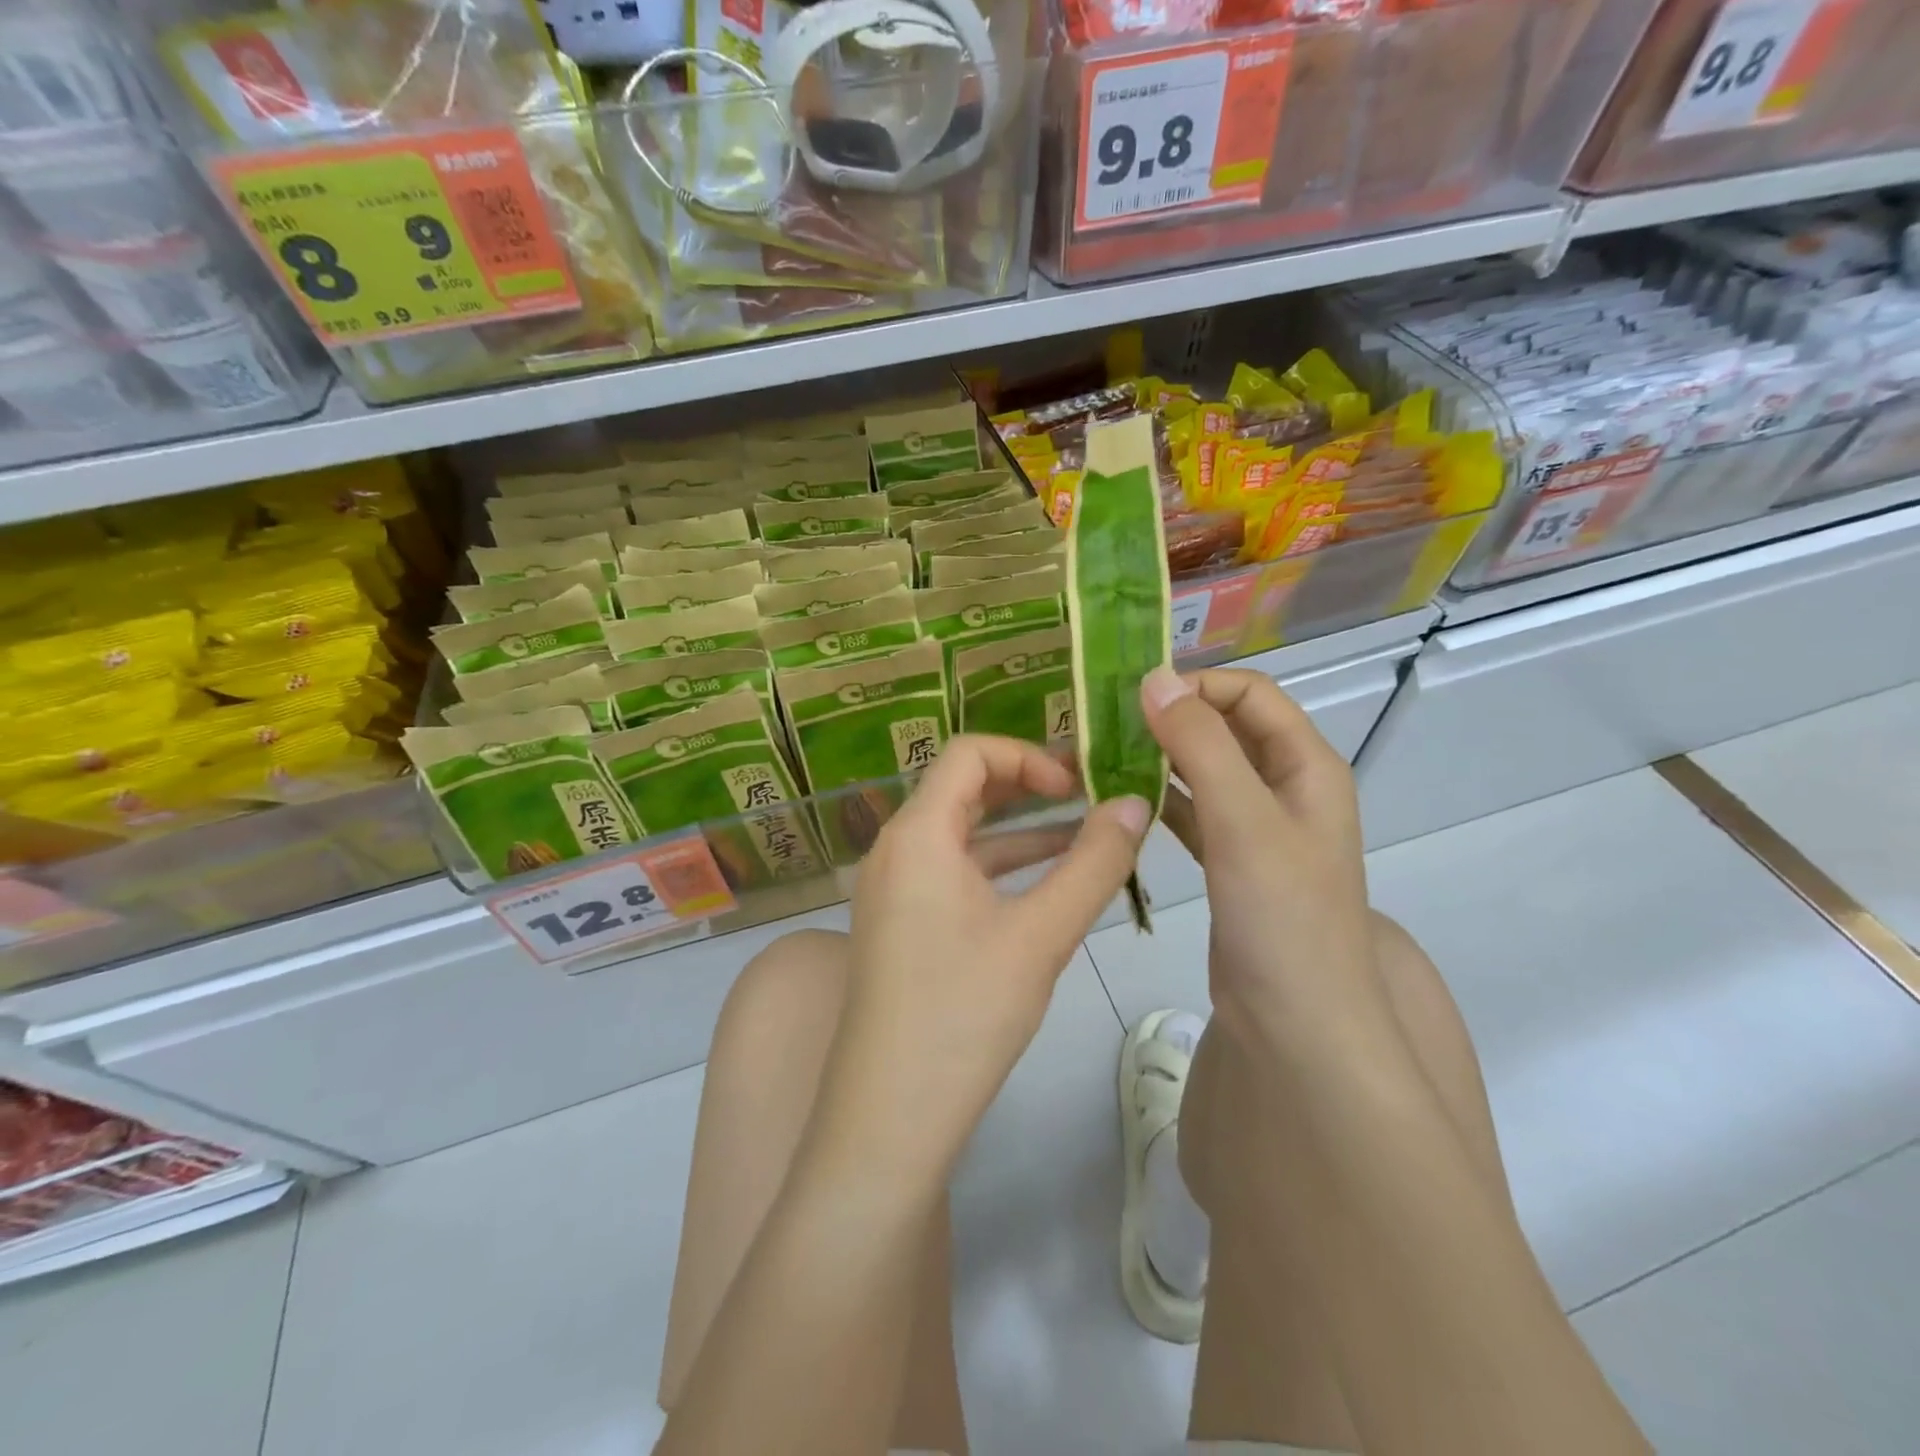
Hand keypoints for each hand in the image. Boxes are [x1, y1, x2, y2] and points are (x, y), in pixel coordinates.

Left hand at [813, 735, 1149, 1179]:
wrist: (889, 1116)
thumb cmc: (964, 1013)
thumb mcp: (1041, 934)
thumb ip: (1094, 864)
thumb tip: (1136, 802)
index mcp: (917, 833)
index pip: (969, 753)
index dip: (1027, 756)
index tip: (1077, 787)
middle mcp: (895, 848)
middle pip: (962, 788)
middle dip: (1027, 787)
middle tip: (1088, 798)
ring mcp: (892, 888)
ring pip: (961, 835)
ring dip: (1019, 831)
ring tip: (1085, 838)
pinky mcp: (899, 923)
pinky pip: (951, 873)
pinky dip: (997, 869)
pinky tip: (1045, 886)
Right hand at [1140, 666, 1392, 1050]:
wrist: (1295, 1020)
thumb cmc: (1281, 914)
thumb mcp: (1244, 820)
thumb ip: (1201, 746)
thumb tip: (1154, 680)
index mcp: (1306, 765)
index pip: (1251, 694)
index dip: (1197, 685)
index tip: (1135, 697)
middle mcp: (1286, 786)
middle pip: (1226, 728)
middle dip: (1172, 718)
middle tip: (1107, 723)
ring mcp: (1258, 826)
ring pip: (1205, 769)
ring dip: (1161, 757)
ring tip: (1103, 755)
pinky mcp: (1231, 859)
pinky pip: (1193, 810)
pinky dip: (1161, 798)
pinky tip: (1121, 800)